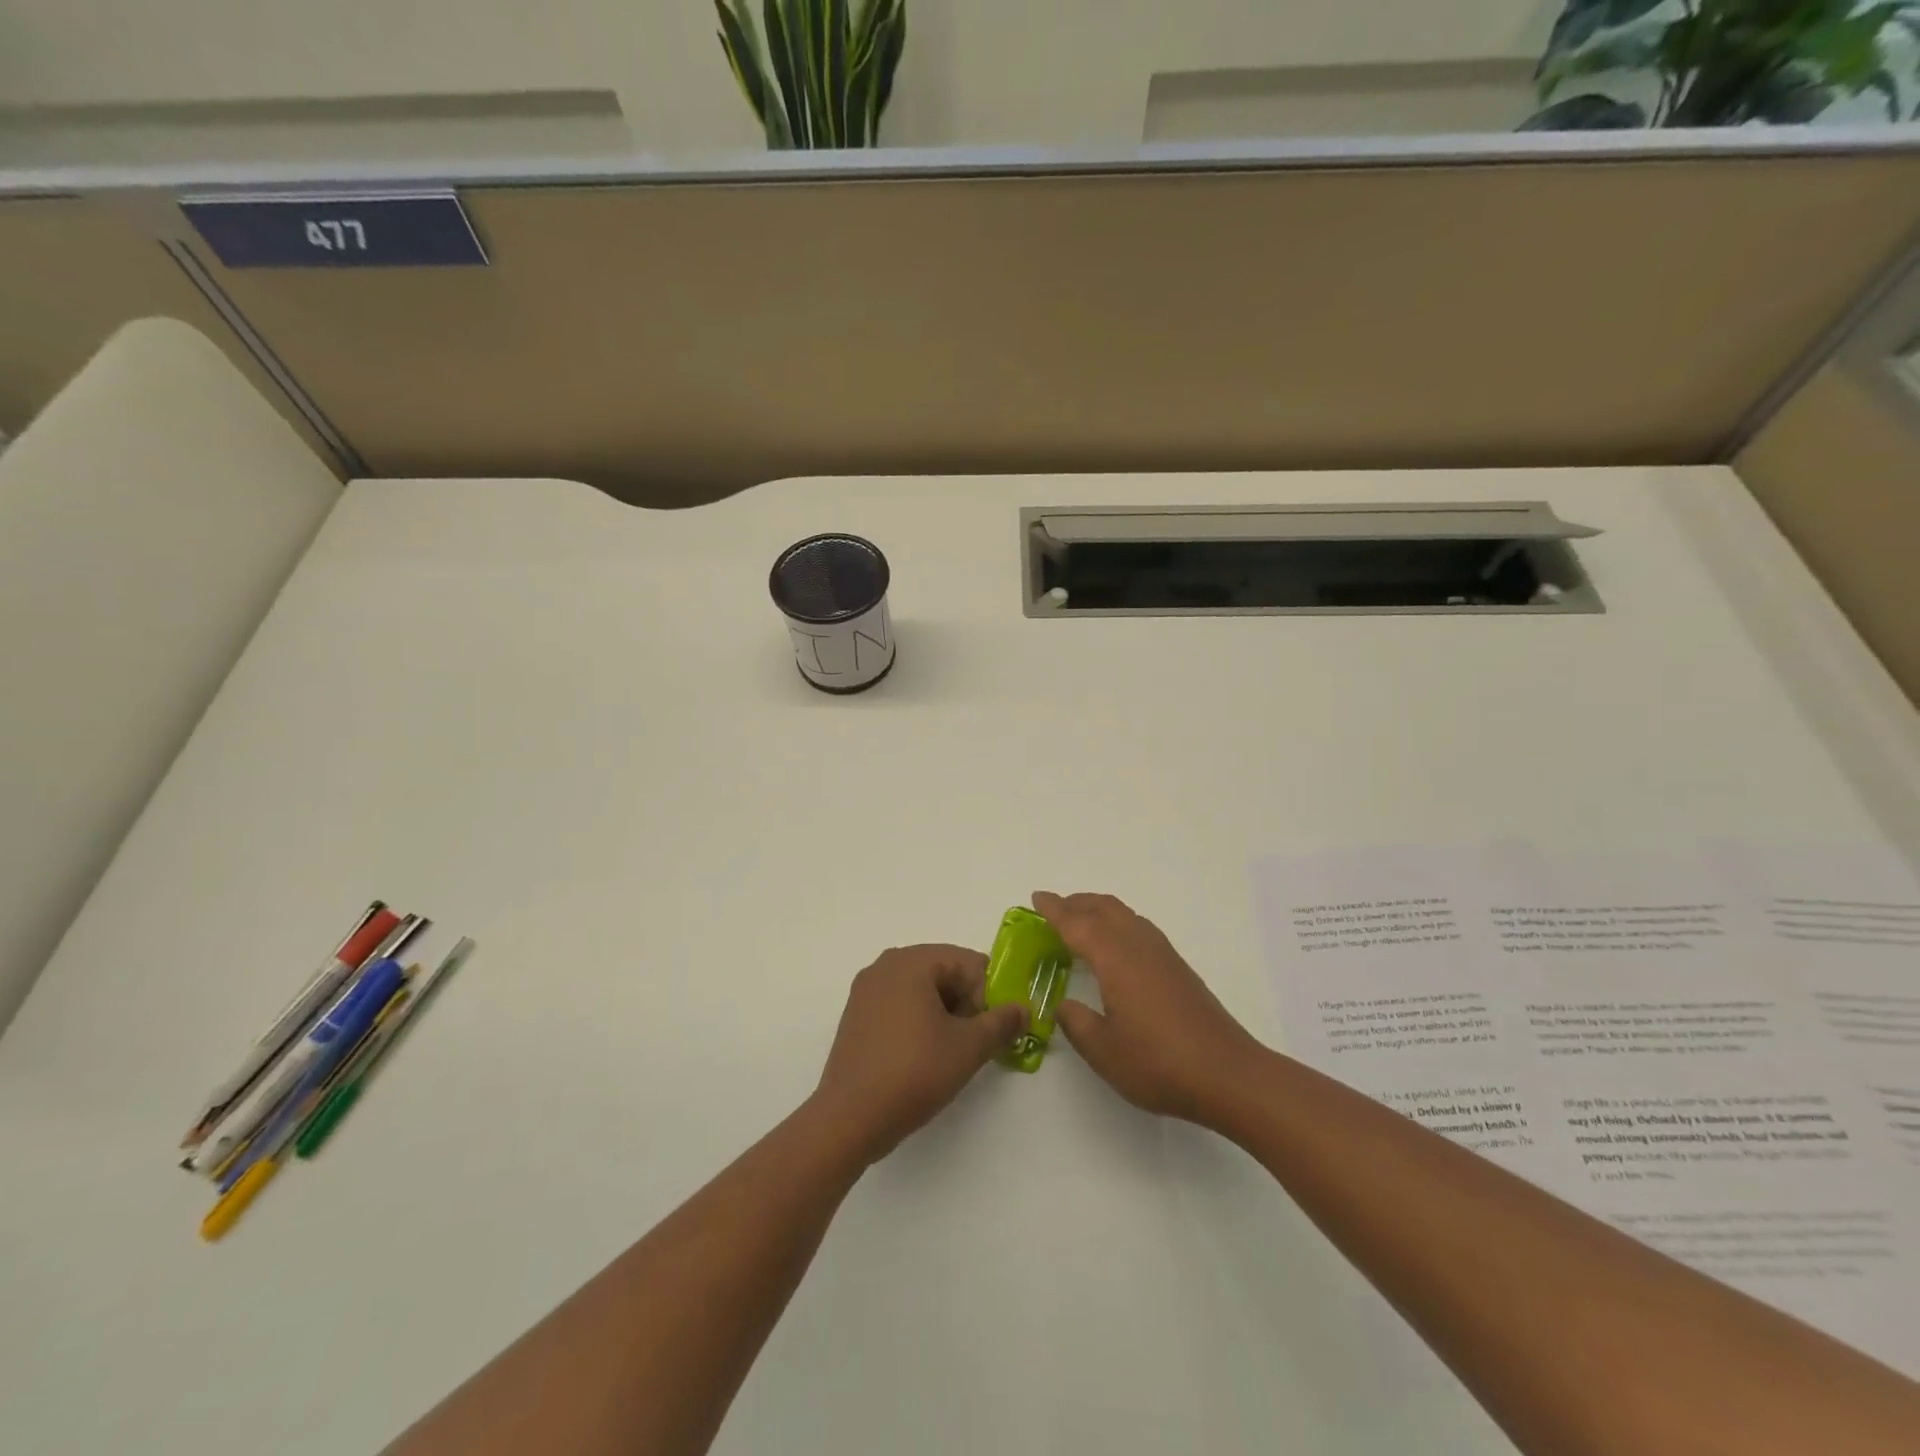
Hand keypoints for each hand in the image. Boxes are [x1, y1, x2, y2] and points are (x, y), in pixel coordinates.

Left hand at [811, 944, 1027, 1163]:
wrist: (849, 1118)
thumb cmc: (913, 1072)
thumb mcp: (968, 1048)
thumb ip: (1001, 1022)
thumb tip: (1023, 1008)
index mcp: (911, 961)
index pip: (968, 962)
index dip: (987, 995)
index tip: (989, 1030)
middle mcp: (885, 965)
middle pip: (944, 972)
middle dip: (966, 1003)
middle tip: (972, 1043)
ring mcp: (866, 990)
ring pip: (922, 990)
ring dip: (944, 1014)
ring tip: (949, 1053)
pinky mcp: (856, 1015)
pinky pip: (899, 1005)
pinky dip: (918, 1021)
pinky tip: (922, 1056)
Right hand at [1035, 891, 1265, 1127]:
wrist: (1227, 1074)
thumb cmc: (1158, 1063)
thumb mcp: (1103, 1050)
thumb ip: (1077, 1023)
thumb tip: (1065, 1005)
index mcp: (1115, 958)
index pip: (1077, 924)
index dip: (1054, 910)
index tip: (1036, 898)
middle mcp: (1139, 945)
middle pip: (1104, 908)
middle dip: (1077, 903)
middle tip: (1053, 908)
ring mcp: (1163, 955)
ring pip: (1125, 915)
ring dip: (1099, 910)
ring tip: (1080, 922)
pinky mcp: (1178, 969)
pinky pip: (1139, 929)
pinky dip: (1117, 924)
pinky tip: (1115, 948)